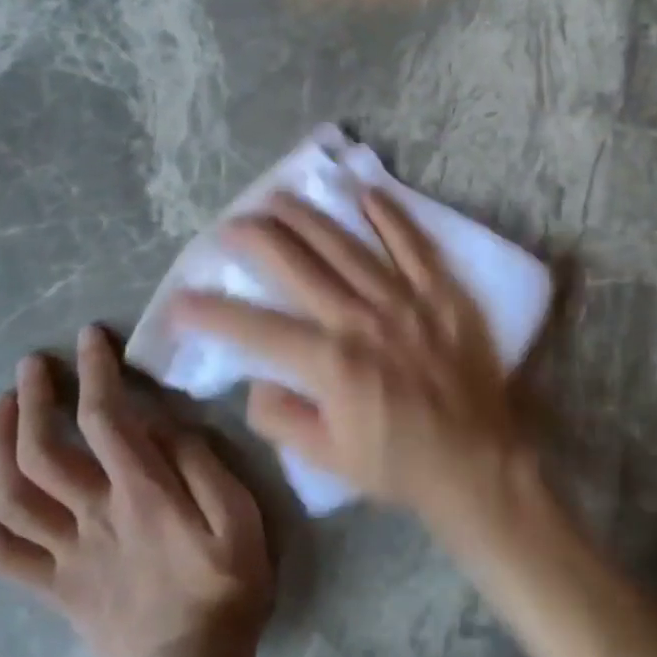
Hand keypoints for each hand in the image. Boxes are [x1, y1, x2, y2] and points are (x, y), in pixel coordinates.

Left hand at [0, 325, 272, 656]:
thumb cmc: (228, 582)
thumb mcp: (239, 514)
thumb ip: (201, 462)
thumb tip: (163, 421)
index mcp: (143, 494)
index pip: (106, 419)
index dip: (94, 372)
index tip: (90, 337)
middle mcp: (95, 516)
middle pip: (43, 451)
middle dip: (32, 399)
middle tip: (32, 365)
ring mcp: (67, 554)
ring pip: (11, 496)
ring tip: (0, 407)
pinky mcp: (54, 587)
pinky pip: (0, 553)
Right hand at [172, 189, 527, 529]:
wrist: (475, 460)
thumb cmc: (398, 463)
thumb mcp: (327, 459)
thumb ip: (282, 418)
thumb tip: (256, 379)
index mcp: (331, 364)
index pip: (256, 330)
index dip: (212, 313)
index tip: (180, 299)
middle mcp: (362, 320)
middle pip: (299, 266)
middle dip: (258, 240)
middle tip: (231, 223)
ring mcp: (405, 299)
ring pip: (347, 246)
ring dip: (309, 218)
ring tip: (278, 197)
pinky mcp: (441, 292)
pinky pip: (412, 245)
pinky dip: (389, 217)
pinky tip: (365, 193)